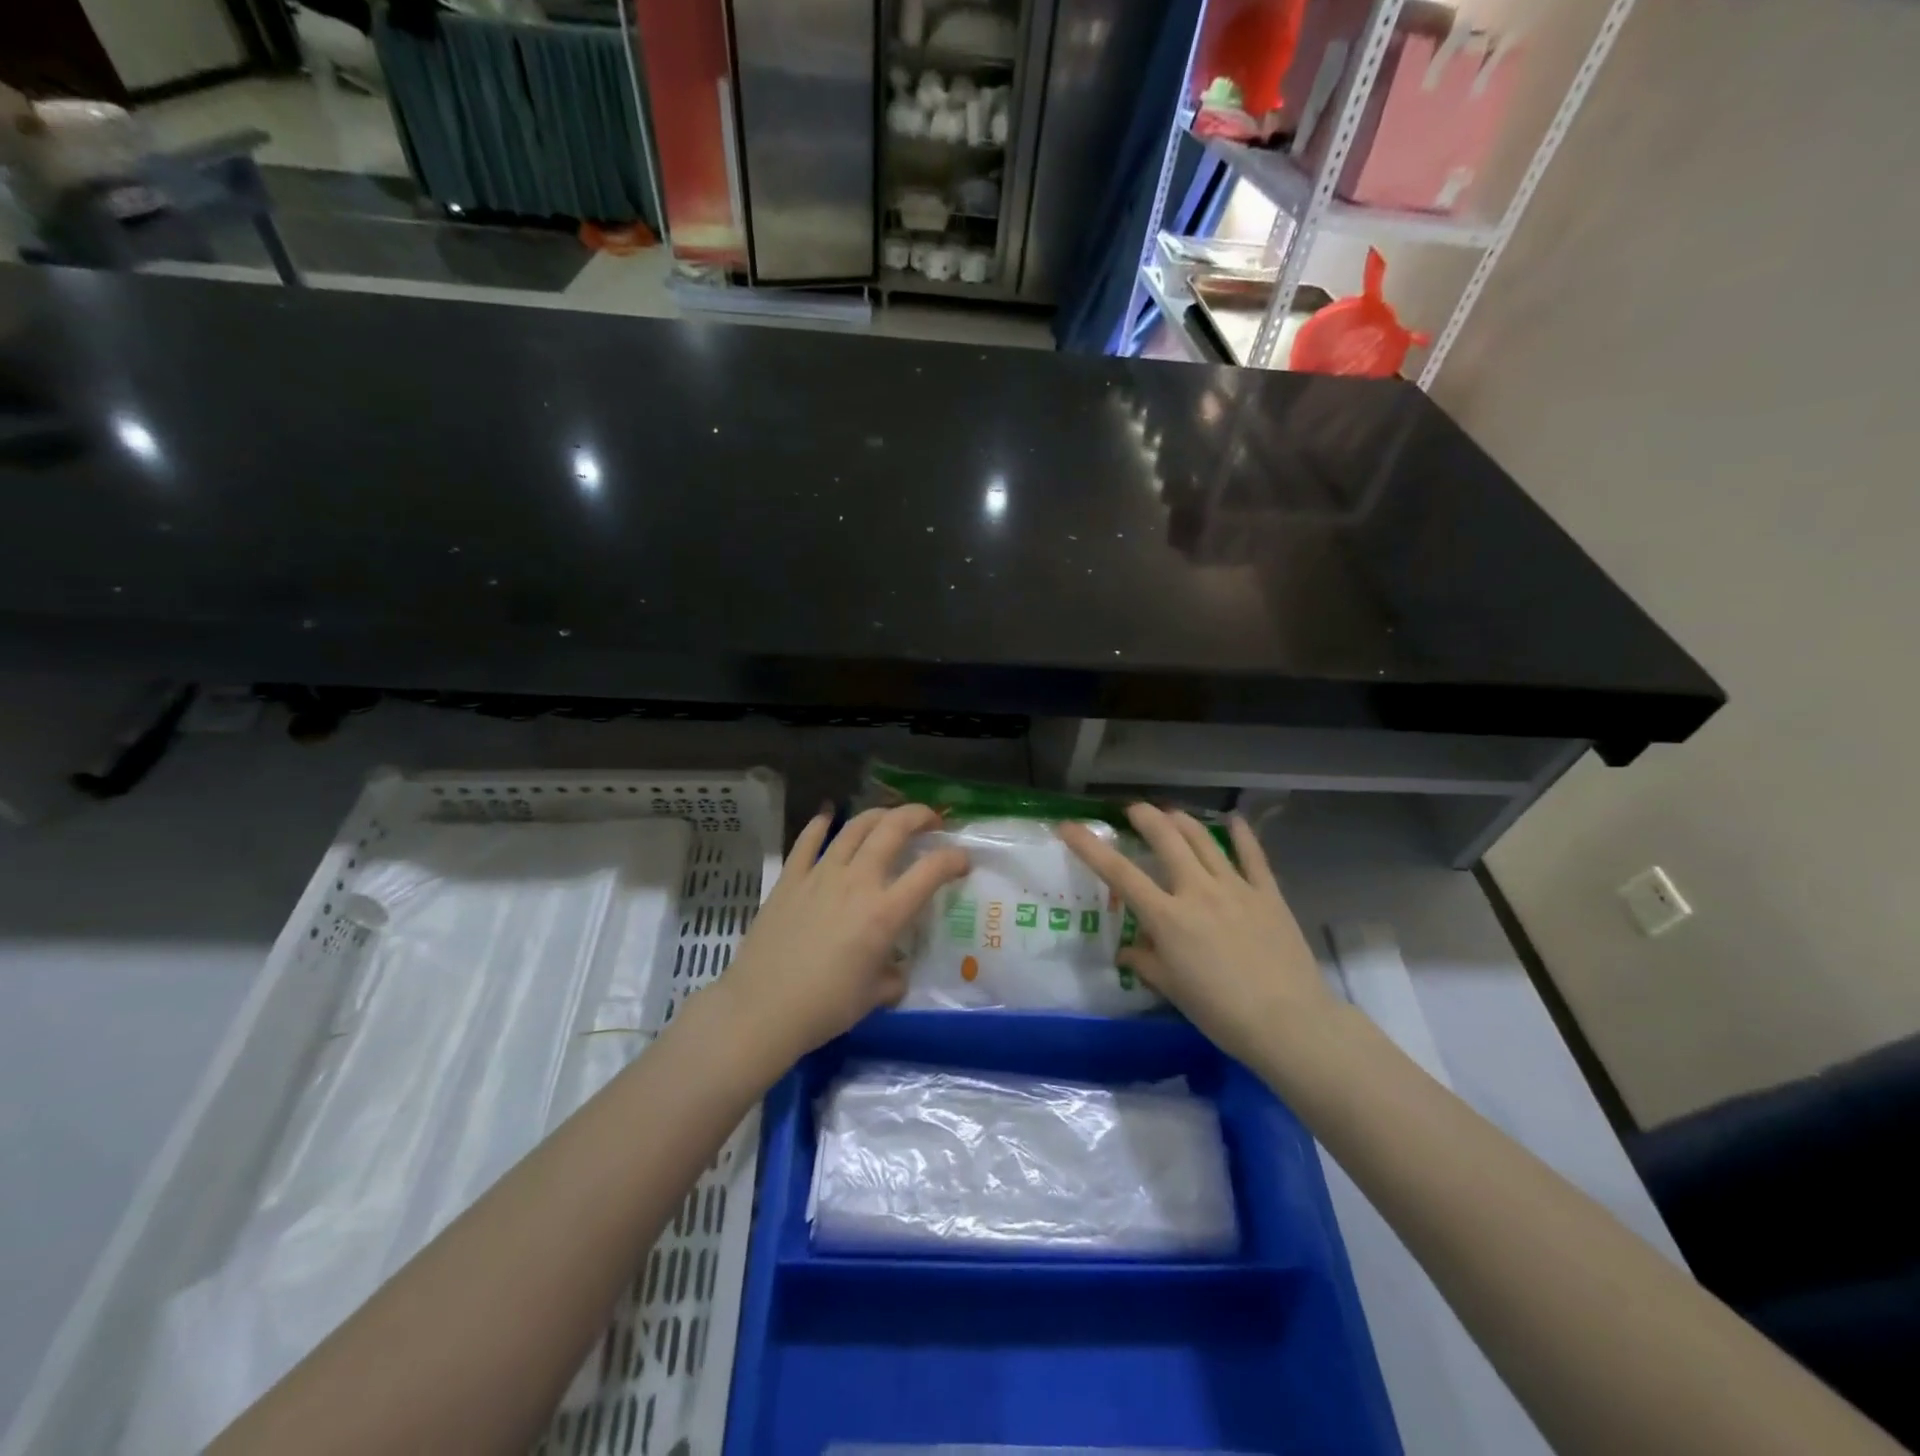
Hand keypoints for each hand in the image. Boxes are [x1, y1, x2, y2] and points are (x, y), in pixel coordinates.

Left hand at [717, 804, 968, 1070]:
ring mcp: (820, 875)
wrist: (762, 1009)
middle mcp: (857, 882)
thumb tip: (895, 972)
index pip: (931, 871)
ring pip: (854, 827)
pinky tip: (827, 818)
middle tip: (930, 821)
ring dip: (878, 815)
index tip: (962, 860)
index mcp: (885, 912)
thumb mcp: (874, 997)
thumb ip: (893, 978)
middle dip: (918, 816)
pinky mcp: (790, 878)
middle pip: (893, 829)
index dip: (954, 859)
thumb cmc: (825, 1007)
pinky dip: (820, 824)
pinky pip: (807, 841)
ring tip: (889, 818)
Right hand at [1059, 805, 1335, 1066]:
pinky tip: (1233, 820)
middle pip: (1166, 838)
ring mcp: (1235, 887)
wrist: (1288, 1023)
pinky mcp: (1267, 893)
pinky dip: (1241, 834)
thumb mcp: (1172, 989)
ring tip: (1170, 814)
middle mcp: (1197, 891)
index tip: (1069, 826)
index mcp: (1167, 917)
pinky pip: (1252, 855)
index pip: (1119, 873)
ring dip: (1182, 820)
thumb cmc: (1221, 1012)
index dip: (1089, 846)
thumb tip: (1126, 951)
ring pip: (1203, 839)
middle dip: (1145, 816)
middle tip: (1133, 811)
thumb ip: (1145, 962)